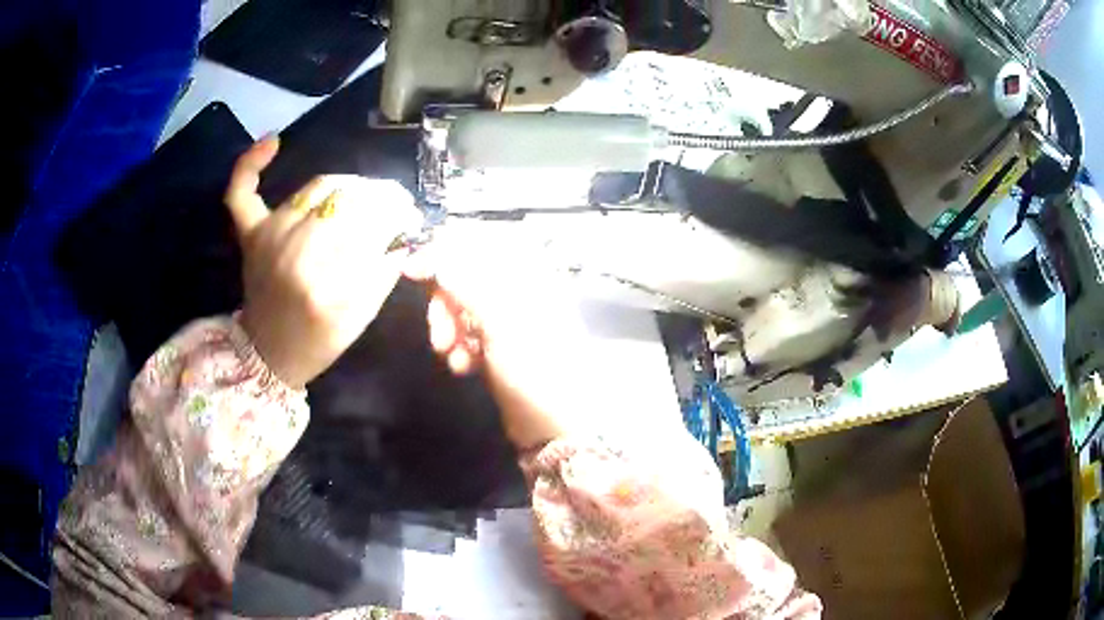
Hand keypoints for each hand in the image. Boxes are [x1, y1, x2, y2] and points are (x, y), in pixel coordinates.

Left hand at [226, 137, 421, 387]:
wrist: (267, 355)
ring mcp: (269, 237)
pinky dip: (252, 164)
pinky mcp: (250, 234)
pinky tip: (273, 142)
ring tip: (361, 196)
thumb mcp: (360, 319)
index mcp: (326, 283)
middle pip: (349, 198)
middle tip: (392, 206)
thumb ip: (384, 272)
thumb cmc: (318, 342)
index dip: (398, 213)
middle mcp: (295, 252)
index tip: (411, 216)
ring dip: (347, 185)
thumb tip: (404, 230)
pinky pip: (242, 191)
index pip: (373, 224)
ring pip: (318, 186)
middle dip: (379, 197)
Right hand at [405, 233, 595, 449]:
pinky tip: (463, 366)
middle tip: (439, 333)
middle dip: (444, 303)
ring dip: (448, 328)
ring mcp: (508, 319)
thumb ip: (468, 284)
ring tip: (451, 356)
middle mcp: (518, 290)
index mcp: (528, 275)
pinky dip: (459, 346)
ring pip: (462, 306)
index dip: (444, 250)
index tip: (411, 270)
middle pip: (465, 275)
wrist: (558, 427)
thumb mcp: (503, 324)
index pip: (481, 243)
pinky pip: (467, 333)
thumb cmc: (537, 371)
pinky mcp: (498, 346)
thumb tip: (438, 254)